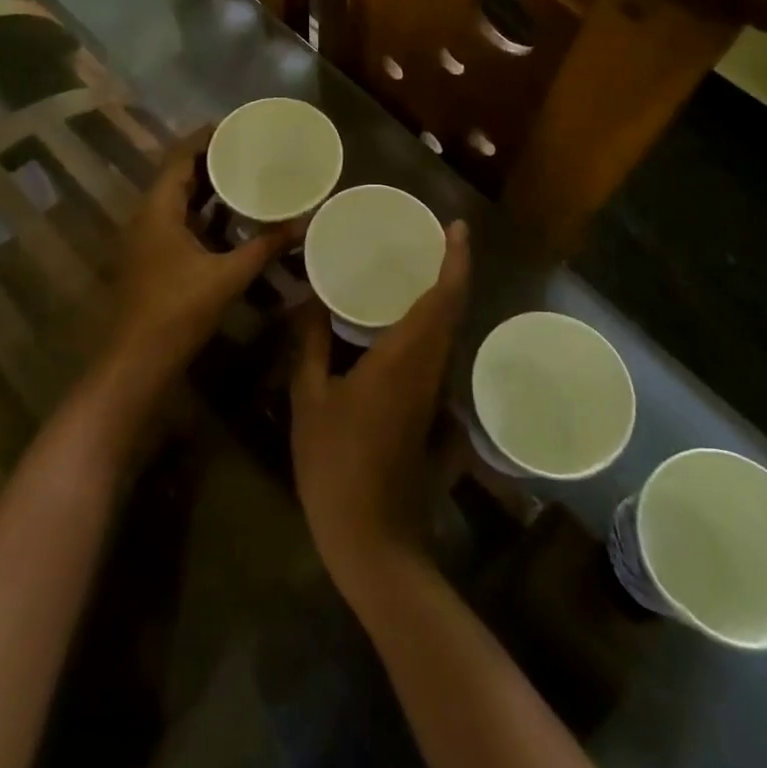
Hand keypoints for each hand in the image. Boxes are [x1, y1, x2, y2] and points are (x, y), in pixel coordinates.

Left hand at [106, 127, 301, 388]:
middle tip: (249, 150)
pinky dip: (203, 215)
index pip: (179, 156)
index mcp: (158, 209)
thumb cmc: (178, 311)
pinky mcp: (152, 259)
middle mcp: (147, 216)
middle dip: (210, 161)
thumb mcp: (228, 276)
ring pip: (177, 201)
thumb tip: (305, 223)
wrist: (136, 362)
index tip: (237, 126)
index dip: (205, 137)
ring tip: (245, 177)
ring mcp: (146, 239)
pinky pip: (178, 222)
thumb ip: (265, 246)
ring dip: (207, 189)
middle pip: (177, 175)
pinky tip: (231, 221)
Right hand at [290, 220, 469, 602]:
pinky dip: (431, 326)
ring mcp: (435, 394)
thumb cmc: (335, 464)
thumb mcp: (309, 400)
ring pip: (449, 333)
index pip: (443, 298)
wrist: (373, 540)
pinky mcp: (431, 412)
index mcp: (405, 358)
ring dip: (443, 297)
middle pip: (453, 310)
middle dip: (451, 270)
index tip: (457, 228)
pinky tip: (402, 322)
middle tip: (431, 239)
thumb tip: (309, 300)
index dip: (455, 260)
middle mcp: (430, 369)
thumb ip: (310, 345)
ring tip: (416, 269)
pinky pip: (437, 354)